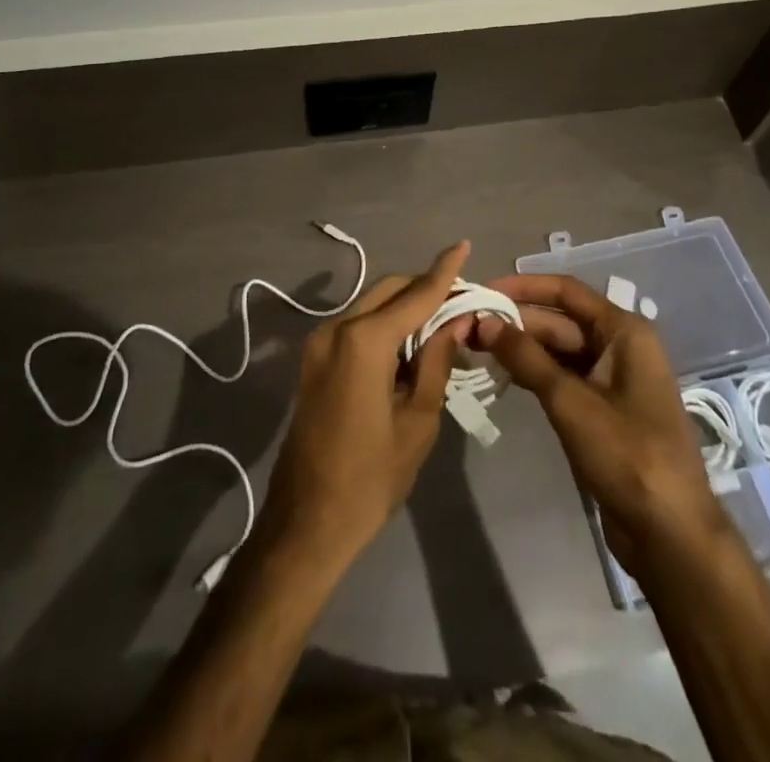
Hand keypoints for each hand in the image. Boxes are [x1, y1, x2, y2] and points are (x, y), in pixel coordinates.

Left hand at [256, 242, 470, 570]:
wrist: (306, 523)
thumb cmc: (371, 478)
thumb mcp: (418, 420)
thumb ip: (437, 361)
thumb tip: (456, 321)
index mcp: (364, 341)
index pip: (415, 294)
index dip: (444, 272)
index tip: (463, 245)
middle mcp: (337, 328)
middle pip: (389, 290)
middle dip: (425, 288)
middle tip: (462, 302)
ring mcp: (319, 342)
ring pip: (372, 305)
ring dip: (405, 306)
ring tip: (442, 323)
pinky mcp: (313, 359)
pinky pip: (356, 326)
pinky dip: (385, 325)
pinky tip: (410, 343)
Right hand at [473, 273, 731, 575]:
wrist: (670, 534)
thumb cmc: (627, 455)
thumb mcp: (571, 402)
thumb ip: (526, 358)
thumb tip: (484, 321)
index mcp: (624, 331)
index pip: (567, 291)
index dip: (523, 287)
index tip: (483, 290)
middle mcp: (620, 346)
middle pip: (561, 321)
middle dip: (516, 322)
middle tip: (467, 325)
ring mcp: (613, 380)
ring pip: (560, 351)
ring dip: (522, 349)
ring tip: (475, 347)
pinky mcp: (604, 411)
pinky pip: (564, 379)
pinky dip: (535, 375)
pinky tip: (503, 376)